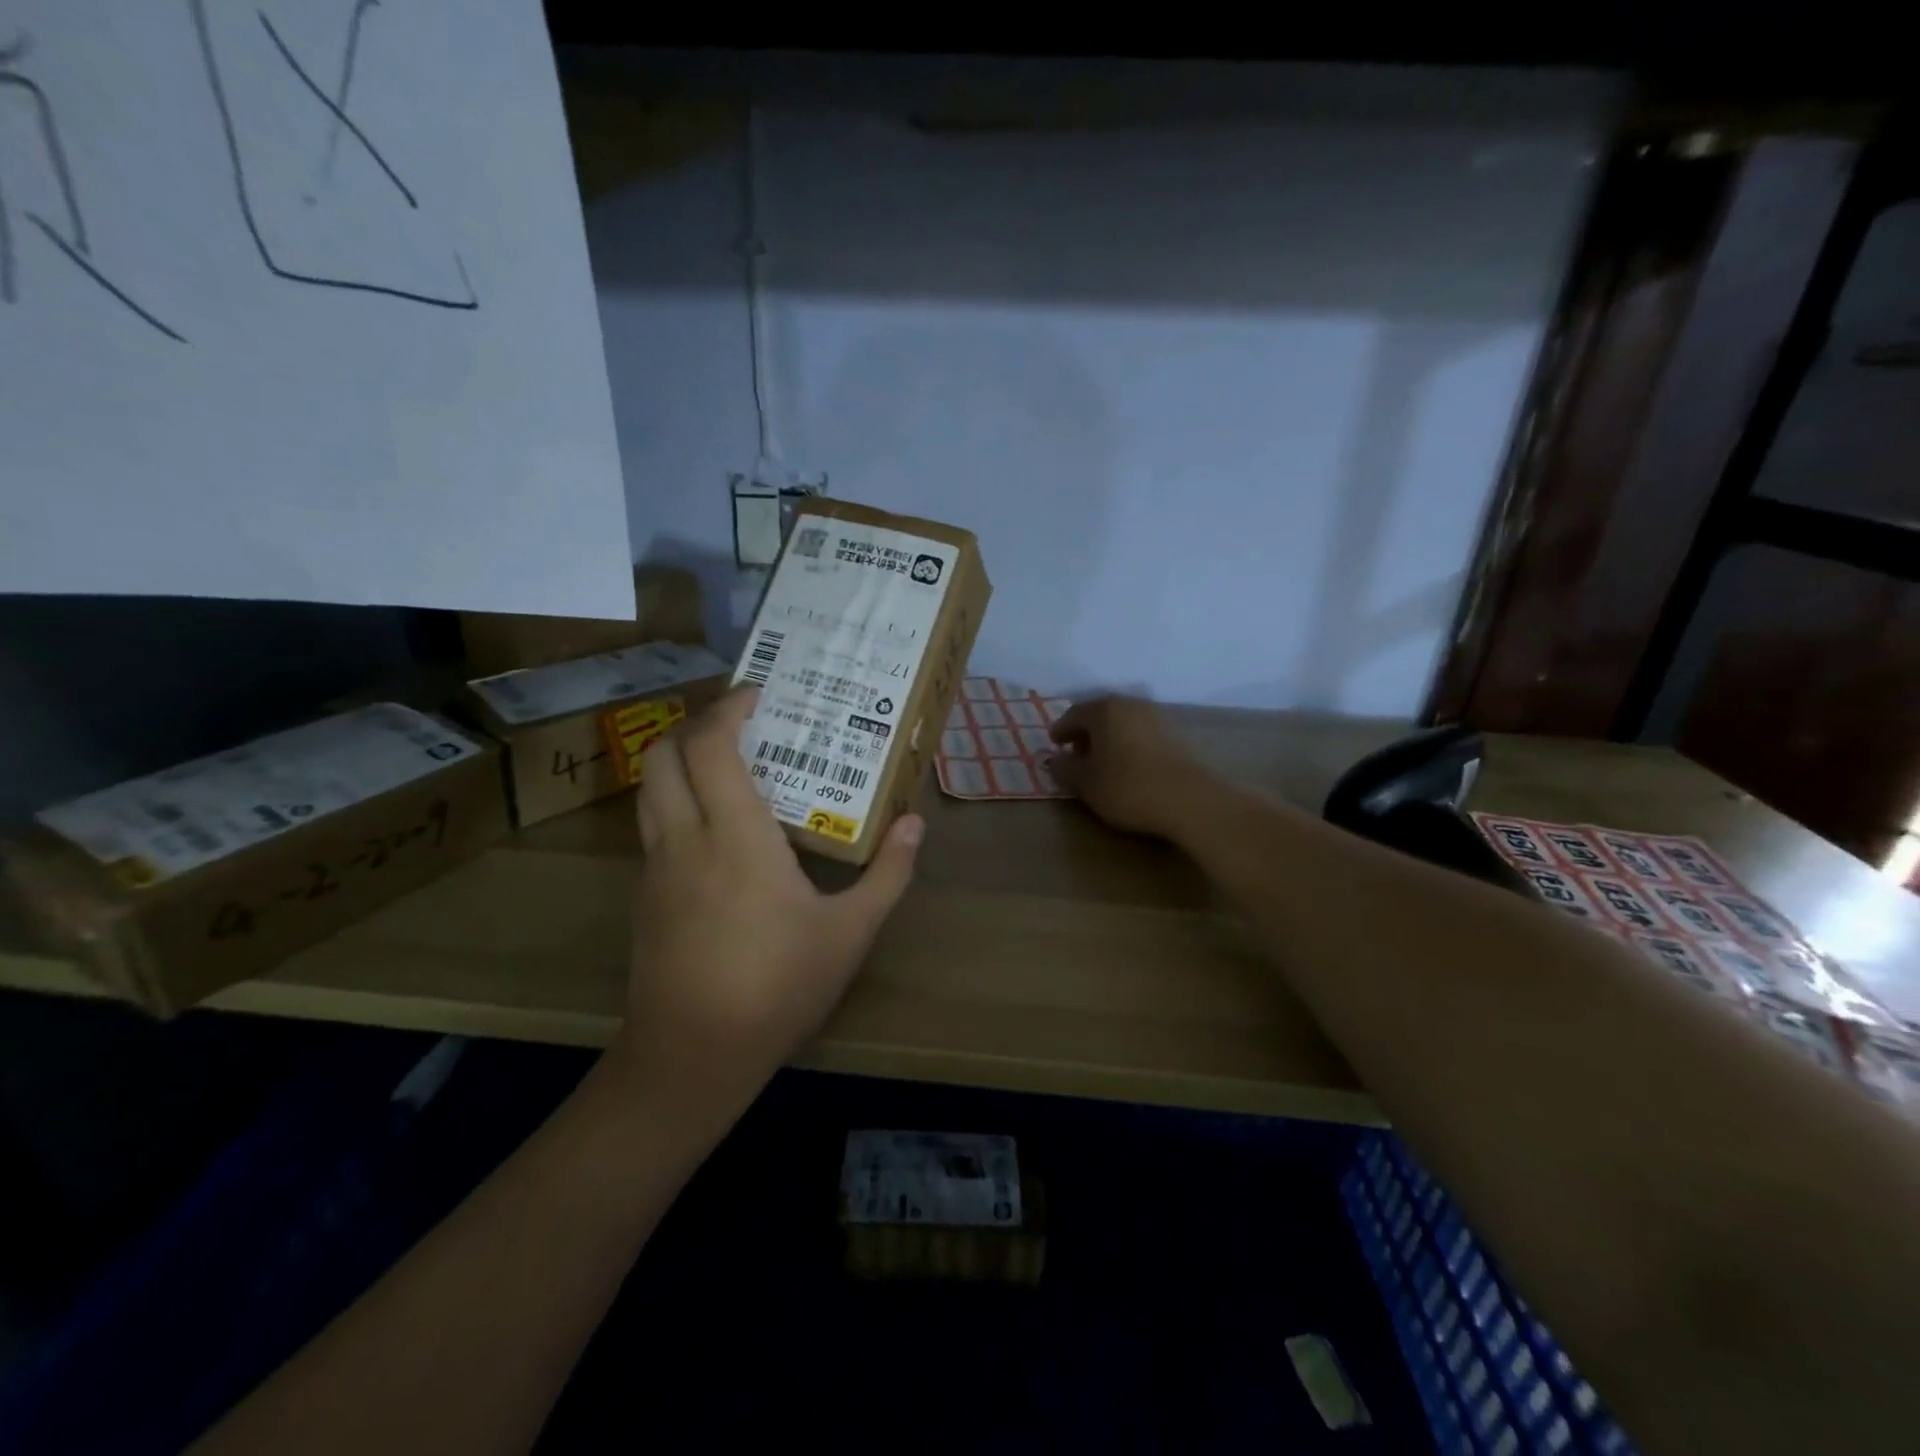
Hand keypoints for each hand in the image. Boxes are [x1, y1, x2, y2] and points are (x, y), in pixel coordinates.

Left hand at [618, 687, 922, 1108]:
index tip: (759, 694)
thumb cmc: (777, 986)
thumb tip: (915, 825)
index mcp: (735, 836)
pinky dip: (677, 799)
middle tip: (741, 721)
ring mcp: (656, 867)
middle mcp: (685, 838)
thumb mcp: (850, 932)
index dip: (728, 709)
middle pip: (663, 753)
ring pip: (650, 788)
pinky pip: (654, 824)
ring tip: (728, 763)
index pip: (710, 747)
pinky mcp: (645, 895)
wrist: (691, 1056)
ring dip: (680, 759)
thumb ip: (889, 874)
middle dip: (695, 723)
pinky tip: (716, 827)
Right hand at [1047, 696, 1221, 838]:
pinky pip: (1141, 734)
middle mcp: (1131, 705)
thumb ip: (1065, 768)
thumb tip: (1055, 760)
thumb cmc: (1127, 787)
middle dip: (1085, 733)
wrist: (1188, 801)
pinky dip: (1128, 744)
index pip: (1074, 714)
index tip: (1054, 745)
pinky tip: (1127, 766)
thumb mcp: (1086, 783)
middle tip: (1075, 753)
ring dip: (1108, 739)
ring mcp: (1157, 718)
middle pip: (1100, 714)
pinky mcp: (1175, 736)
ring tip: (1101, 763)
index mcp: (1105, 710)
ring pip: (1122, 723)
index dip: (1061, 730)